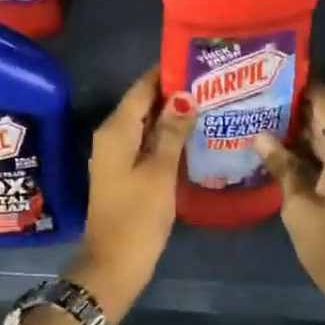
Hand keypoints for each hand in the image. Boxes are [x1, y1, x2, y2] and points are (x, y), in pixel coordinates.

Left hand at [71, 69, 195, 319]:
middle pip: (143, 103)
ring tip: (210, 103)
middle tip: (212, 82)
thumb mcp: (160, 171)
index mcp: (116, 129)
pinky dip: (166, 136)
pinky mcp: (124, 172)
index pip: (142, 87)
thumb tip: (185, 96)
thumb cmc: (138, 216)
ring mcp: (116, 155)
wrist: (113, 264)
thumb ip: (172, 131)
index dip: (167, 72)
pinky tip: (192, 136)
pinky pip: (145, 143)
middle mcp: (111, 135)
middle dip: (175, 92)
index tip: (198, 61)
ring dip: (172, 115)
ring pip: (145, 124)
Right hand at [255, 82, 324, 324]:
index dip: (304, 84)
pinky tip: (283, 153)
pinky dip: (314, 152)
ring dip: (303, 131)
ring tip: (264, 120)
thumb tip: (260, 135)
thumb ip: (282, 166)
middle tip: (259, 97)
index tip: (276, 70)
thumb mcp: (299, 207)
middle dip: (297, 107)